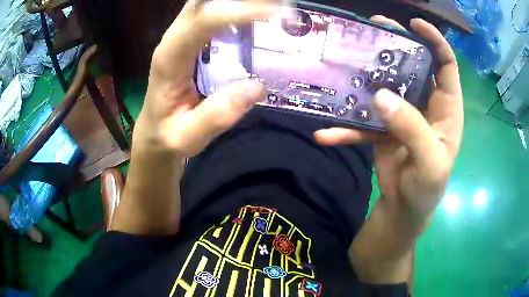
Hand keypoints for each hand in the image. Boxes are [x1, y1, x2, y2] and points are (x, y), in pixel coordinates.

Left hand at [135, 0, 278, 155]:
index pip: (203, 20)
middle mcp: (173, 38)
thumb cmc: (167, 134)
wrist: (153, 131)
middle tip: (280, 7)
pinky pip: (211, 11)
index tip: (279, 15)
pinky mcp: (189, 38)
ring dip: (240, 1)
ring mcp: (180, 35)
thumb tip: (257, 86)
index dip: (240, 11)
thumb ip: (216, 115)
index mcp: (169, 58)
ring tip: (274, 10)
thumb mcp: (188, 136)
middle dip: (242, 0)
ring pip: (207, 2)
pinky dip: (235, 7)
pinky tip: (256, 15)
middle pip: (204, 1)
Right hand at [315, 16, 463, 225]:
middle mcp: (426, 104)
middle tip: (375, 27)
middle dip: (397, 43)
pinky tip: (326, 134)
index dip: (434, 41)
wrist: (405, 208)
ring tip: (348, 58)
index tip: (414, 24)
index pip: (446, 64)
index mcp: (446, 108)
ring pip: (387, 84)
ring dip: (368, 73)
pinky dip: (346, 127)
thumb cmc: (427, 188)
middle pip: (414, 65)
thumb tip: (381, 96)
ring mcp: (403, 114)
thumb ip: (412, 129)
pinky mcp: (383, 127)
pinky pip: (364, 121)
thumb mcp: (429, 163)